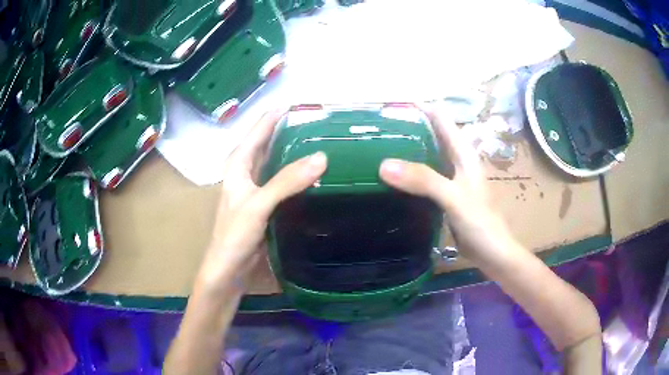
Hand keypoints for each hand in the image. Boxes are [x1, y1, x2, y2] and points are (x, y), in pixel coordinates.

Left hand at [197, 110, 327, 288]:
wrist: (228, 270)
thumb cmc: (234, 236)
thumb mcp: (259, 205)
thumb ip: (286, 181)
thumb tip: (321, 157)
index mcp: (238, 165)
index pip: (258, 131)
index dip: (275, 116)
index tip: (297, 103)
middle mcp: (245, 173)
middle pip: (266, 144)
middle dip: (286, 130)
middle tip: (315, 121)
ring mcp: (255, 190)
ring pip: (274, 162)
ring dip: (291, 151)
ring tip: (317, 142)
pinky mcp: (264, 205)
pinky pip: (282, 182)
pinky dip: (295, 175)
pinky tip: (312, 175)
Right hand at [379, 105, 513, 262]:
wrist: (491, 252)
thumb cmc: (480, 222)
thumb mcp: (453, 197)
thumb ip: (423, 180)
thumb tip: (384, 164)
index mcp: (462, 152)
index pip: (440, 117)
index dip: (417, 107)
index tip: (389, 107)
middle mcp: (456, 160)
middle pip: (430, 134)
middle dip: (405, 127)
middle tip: (374, 129)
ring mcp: (449, 178)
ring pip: (425, 155)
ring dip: (405, 150)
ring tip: (376, 148)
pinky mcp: (444, 195)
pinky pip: (423, 177)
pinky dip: (408, 173)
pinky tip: (391, 178)